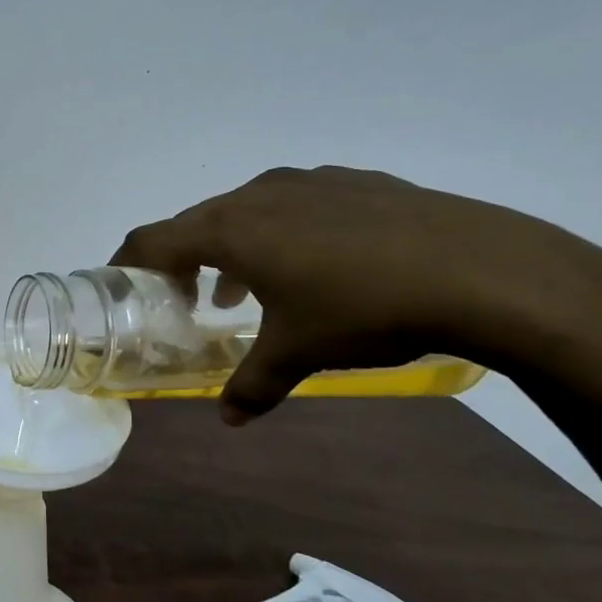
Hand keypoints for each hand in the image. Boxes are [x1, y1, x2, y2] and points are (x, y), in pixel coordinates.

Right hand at [112, 165, 601, 421]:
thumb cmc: (364, 310)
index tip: (119, 284)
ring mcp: (310, 181)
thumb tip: (229, 420)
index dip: (127, 262)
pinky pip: (295, 202)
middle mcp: (260, 194)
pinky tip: (317, 264)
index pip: (153, 239)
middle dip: (183, 260)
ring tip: (247, 289)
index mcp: (231, 229)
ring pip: (247, 210)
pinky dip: (282, 231)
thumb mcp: (298, 354)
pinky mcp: (356, 181)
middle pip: (197, 222)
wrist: (482, 271)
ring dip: (233, 247)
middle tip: (187, 297)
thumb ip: (252, 385)